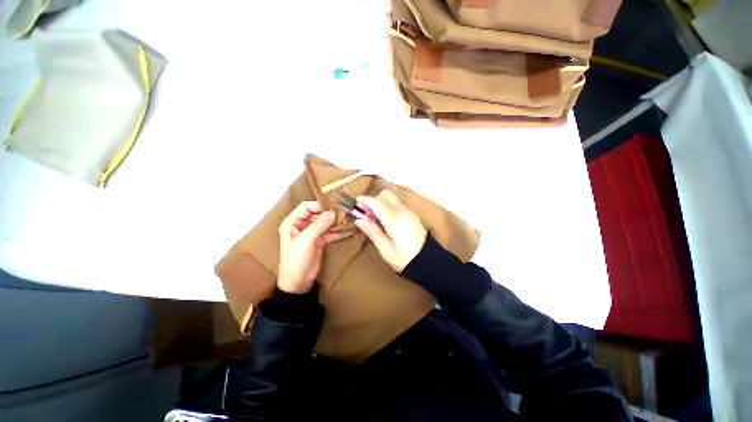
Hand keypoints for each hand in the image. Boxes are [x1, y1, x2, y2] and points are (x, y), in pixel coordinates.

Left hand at [278, 201, 350, 292]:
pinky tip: (348, 230)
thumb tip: (332, 212)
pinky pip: (329, 233)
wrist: (298, 283)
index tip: (333, 206)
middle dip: (330, 213)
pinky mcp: (319, 241)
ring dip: (335, 222)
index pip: (306, 207)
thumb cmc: (296, 260)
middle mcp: (301, 225)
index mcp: (292, 222)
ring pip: (325, 223)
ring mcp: (311, 233)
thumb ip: (319, 225)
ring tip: (349, 218)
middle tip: (344, 211)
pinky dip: (338, 231)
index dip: (319, 205)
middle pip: (317, 214)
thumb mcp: (306, 241)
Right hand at [354, 190, 426, 271]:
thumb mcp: (386, 250)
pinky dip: (388, 206)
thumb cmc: (405, 259)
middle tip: (366, 212)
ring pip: (392, 198)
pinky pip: (397, 204)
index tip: (356, 202)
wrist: (428, 261)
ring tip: (374, 218)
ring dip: (381, 202)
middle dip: (374, 199)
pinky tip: (384, 220)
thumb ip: (373, 232)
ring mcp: (409, 212)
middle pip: (386, 194)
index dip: (365, 200)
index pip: (377, 203)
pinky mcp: (412, 215)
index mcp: (394, 220)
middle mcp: (402, 212)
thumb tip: (359, 219)